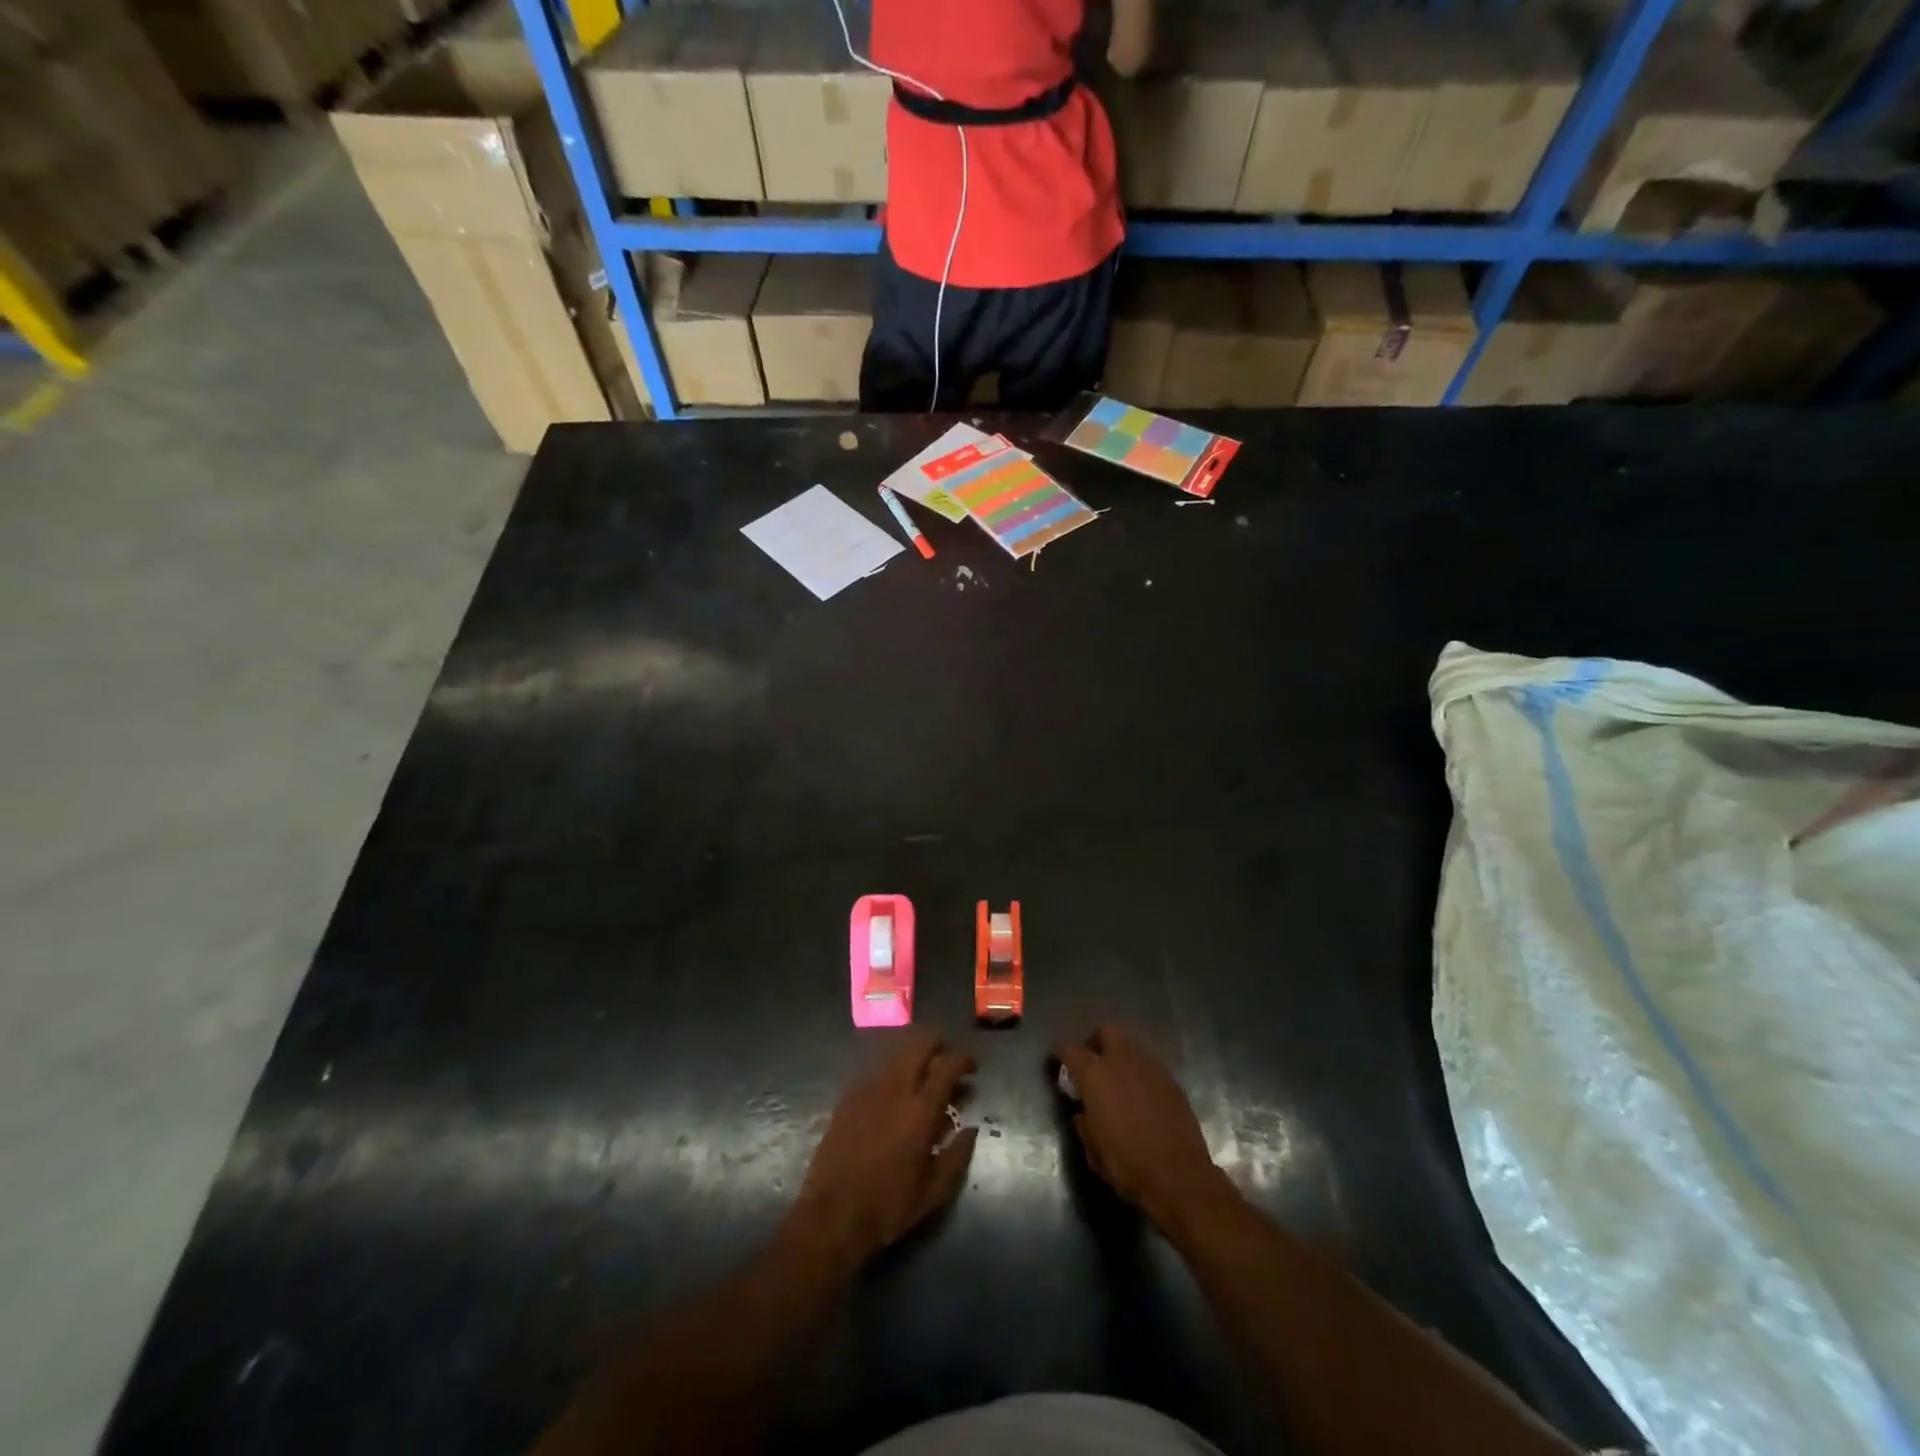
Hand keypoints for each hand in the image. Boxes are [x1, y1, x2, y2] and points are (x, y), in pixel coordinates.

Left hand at [789, 1036, 978, 1272]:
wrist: (832, 1215)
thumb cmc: (888, 1206)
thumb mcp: (934, 1191)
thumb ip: (957, 1155)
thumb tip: (971, 1129)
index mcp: (920, 1109)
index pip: (947, 1066)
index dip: (962, 1059)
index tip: (971, 1067)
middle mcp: (895, 1089)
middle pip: (919, 1045)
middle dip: (937, 1045)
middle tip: (947, 1060)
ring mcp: (867, 1089)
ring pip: (896, 1054)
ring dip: (914, 1056)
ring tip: (923, 1073)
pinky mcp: (848, 1097)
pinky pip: (876, 1071)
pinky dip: (892, 1072)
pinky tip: (894, 1092)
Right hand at [1054, 1024, 1222, 1230]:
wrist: (1179, 1177)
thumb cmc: (1127, 1165)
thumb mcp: (1093, 1151)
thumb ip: (1084, 1123)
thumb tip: (1083, 1113)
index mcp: (1095, 1075)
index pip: (1070, 1048)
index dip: (1060, 1052)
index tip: (1057, 1062)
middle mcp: (1122, 1061)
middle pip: (1106, 1030)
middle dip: (1096, 1040)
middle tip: (1092, 1062)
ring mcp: (1151, 1067)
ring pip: (1131, 1043)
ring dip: (1121, 1054)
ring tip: (1118, 1078)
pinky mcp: (1172, 1080)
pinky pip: (1150, 1063)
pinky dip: (1140, 1071)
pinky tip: (1141, 1093)